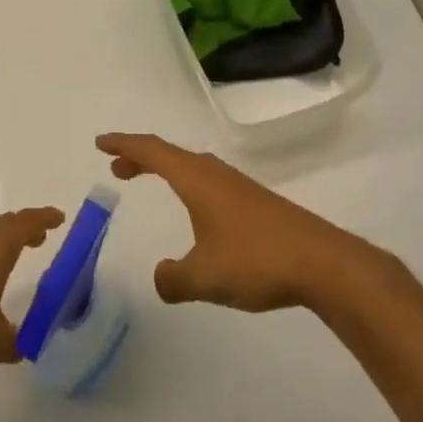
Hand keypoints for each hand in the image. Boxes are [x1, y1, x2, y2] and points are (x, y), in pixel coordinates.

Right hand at [96, 133, 381, 312]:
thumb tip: (161, 276)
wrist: (321, 261)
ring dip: (166, 170)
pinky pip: (208, 183)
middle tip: (118, 167)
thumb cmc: (256, 260)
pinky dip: (188, 185)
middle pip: (171, 155)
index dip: (125, 145)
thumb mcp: (204, 276)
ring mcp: (238, 186)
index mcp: (197, 180)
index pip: (153, 151)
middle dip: (142, 157)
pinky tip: (195, 212)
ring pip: (192, 168)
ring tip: (149, 181)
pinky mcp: (255, 203)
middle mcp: (215, 175)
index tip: (101, 143)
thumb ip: (173, 278)